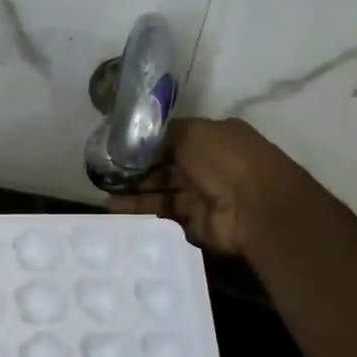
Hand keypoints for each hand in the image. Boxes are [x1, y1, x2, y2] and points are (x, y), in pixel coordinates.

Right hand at [108, 117, 311, 256]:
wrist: (253, 206)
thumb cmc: (225, 160)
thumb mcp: (192, 133)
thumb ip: (164, 136)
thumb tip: (141, 141)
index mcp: (209, 139)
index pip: (170, 141)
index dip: (144, 146)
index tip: (115, 151)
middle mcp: (205, 166)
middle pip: (163, 169)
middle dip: (134, 174)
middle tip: (103, 179)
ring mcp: (201, 196)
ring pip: (161, 194)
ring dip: (134, 197)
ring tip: (105, 200)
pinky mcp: (195, 223)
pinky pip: (166, 218)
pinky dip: (144, 216)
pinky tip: (119, 215)